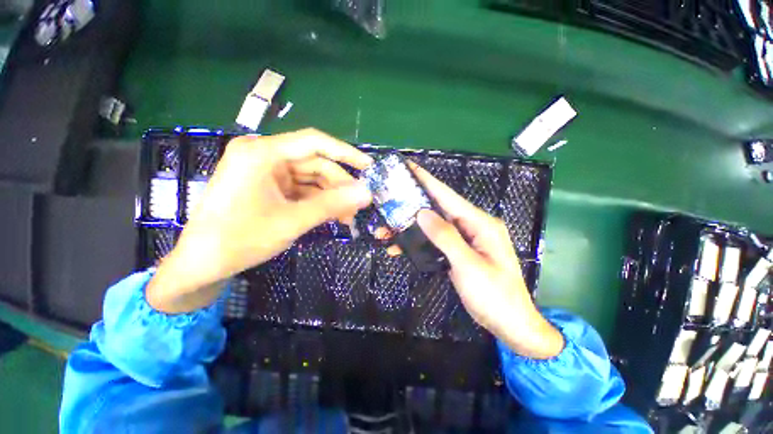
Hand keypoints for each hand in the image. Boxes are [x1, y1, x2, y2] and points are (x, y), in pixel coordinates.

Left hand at [147, 129, 372, 312]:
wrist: (201, 264)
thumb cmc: (240, 240)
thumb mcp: (292, 221)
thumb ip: (332, 205)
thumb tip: (367, 193)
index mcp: (262, 153)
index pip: (314, 143)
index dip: (346, 153)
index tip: (369, 167)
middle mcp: (263, 155)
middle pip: (314, 163)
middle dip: (338, 186)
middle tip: (357, 206)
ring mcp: (265, 171)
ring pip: (310, 178)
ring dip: (330, 196)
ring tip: (347, 216)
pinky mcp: (267, 185)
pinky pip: (301, 188)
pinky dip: (317, 201)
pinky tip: (331, 215)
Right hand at [404, 164, 563, 358]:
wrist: (511, 324)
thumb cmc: (495, 295)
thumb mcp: (469, 265)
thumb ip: (446, 237)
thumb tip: (422, 213)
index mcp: (480, 223)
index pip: (448, 196)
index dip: (428, 181)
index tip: (409, 167)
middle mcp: (472, 226)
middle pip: (438, 210)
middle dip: (412, 206)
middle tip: (388, 202)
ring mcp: (465, 239)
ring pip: (434, 226)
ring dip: (411, 228)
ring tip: (387, 230)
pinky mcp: (458, 251)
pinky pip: (436, 241)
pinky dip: (419, 242)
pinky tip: (401, 247)